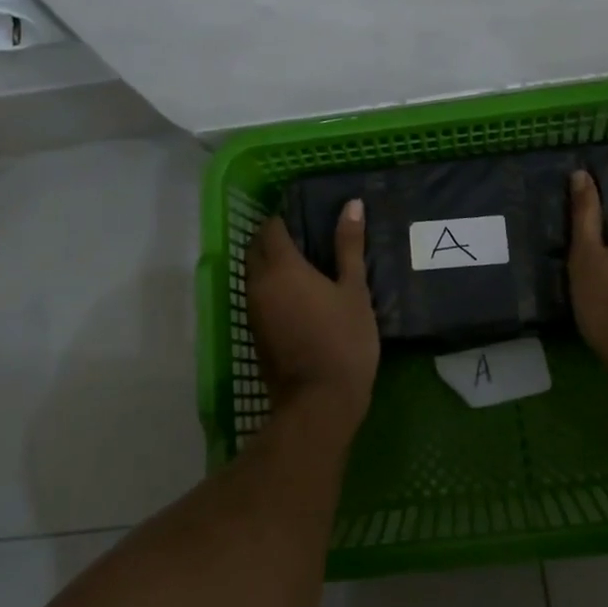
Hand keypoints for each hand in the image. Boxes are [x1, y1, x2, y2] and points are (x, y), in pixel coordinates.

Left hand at [247, 200, 379, 433]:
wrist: (319, 402)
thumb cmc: (343, 340)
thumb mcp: (354, 290)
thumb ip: (349, 245)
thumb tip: (352, 204)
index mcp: (281, 267)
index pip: (271, 228)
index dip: (284, 218)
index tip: (305, 215)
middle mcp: (259, 284)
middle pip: (256, 249)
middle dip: (273, 238)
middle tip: (305, 237)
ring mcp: (253, 310)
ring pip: (254, 274)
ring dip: (270, 263)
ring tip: (304, 264)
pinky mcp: (255, 333)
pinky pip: (257, 297)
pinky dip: (271, 287)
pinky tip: (297, 294)